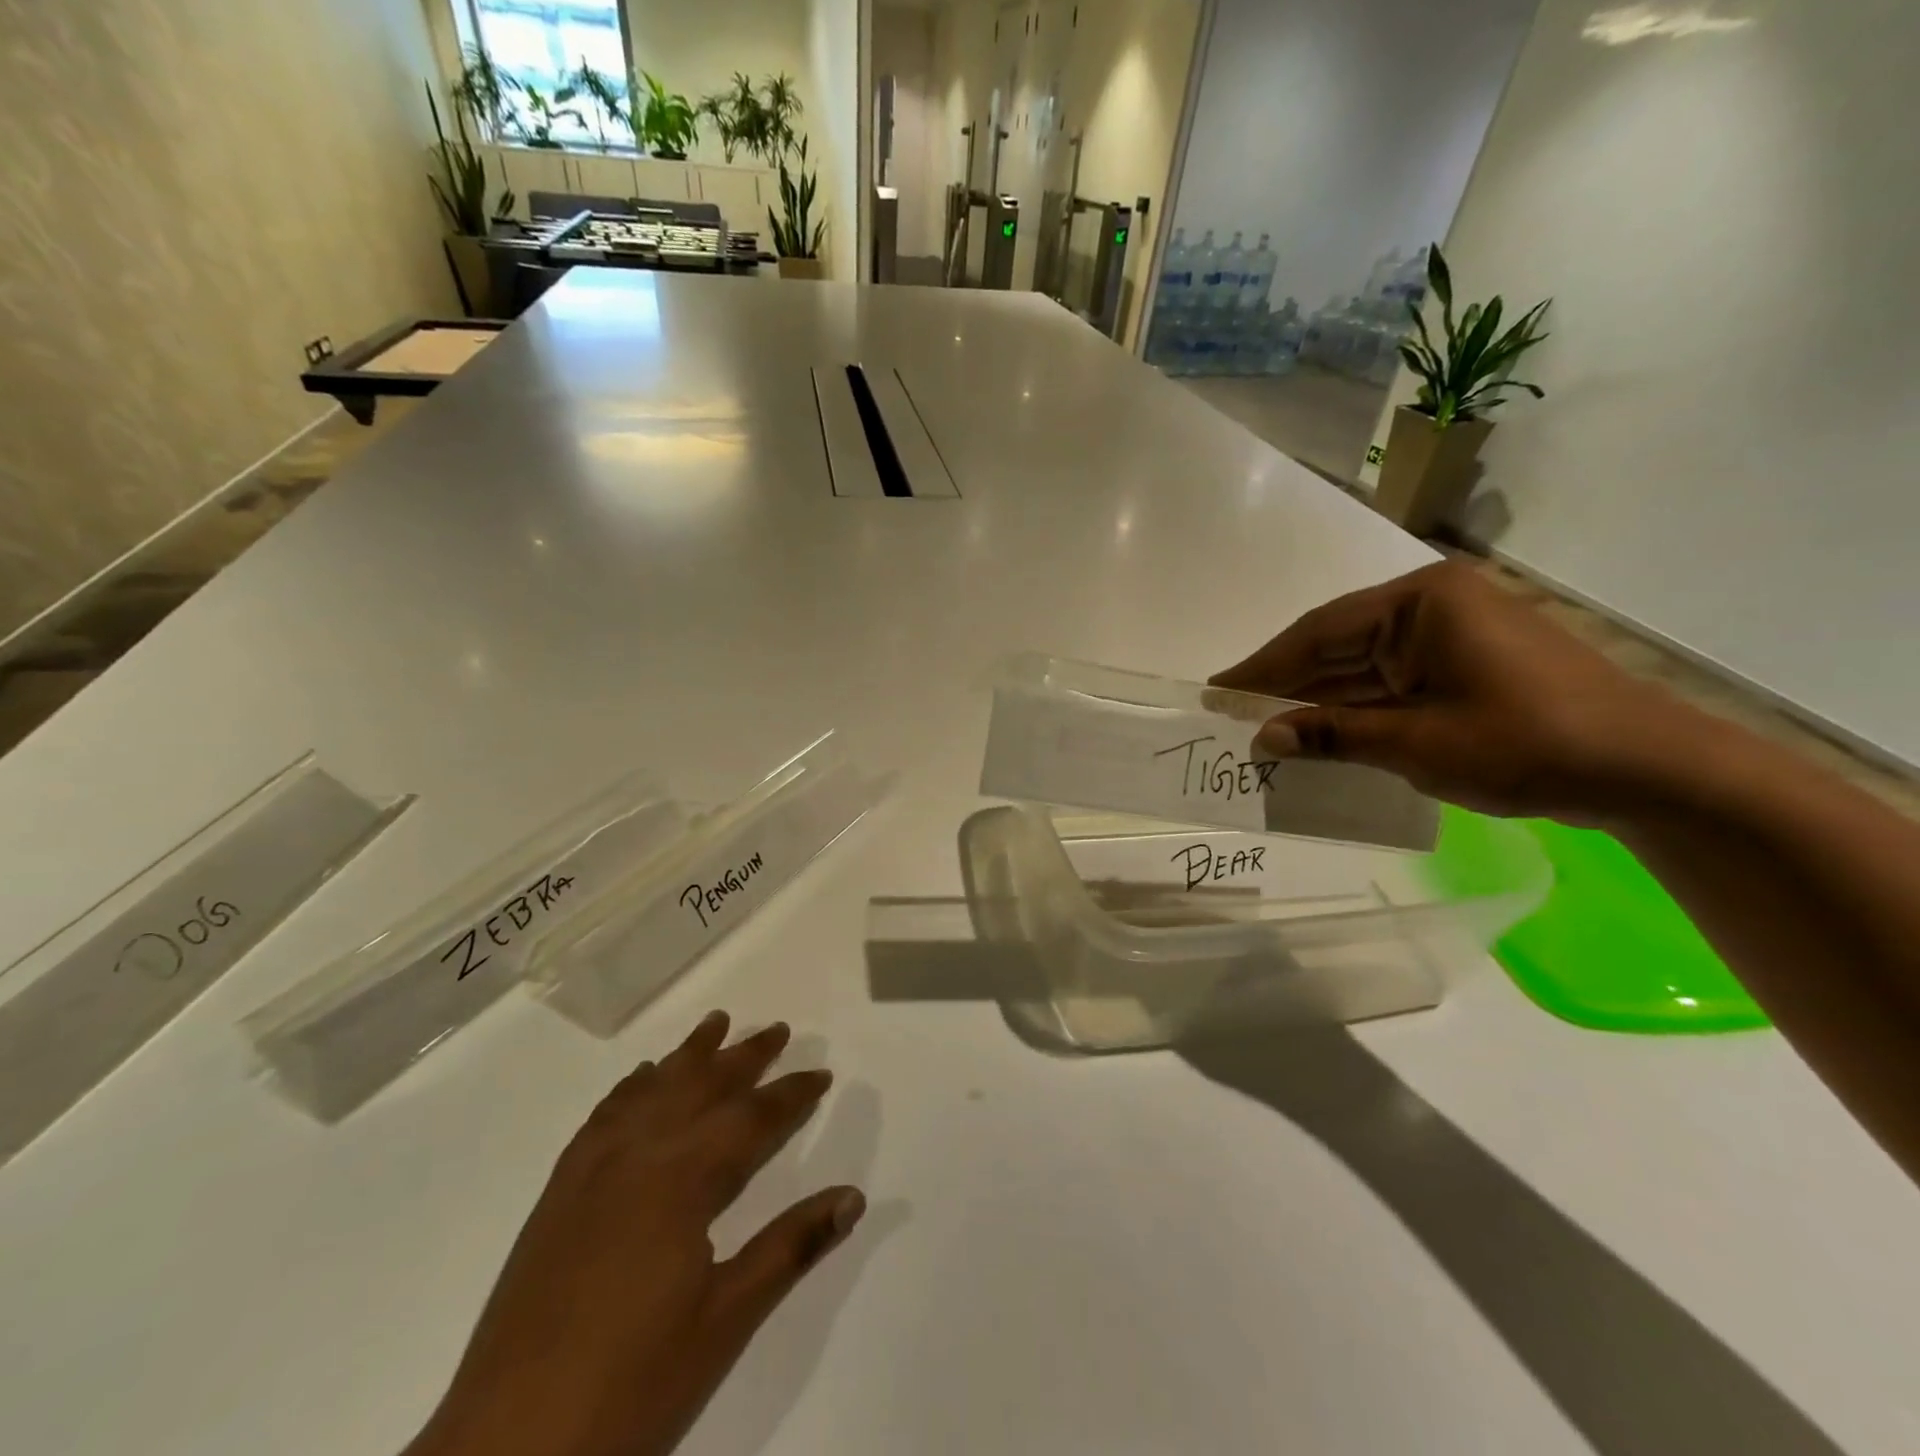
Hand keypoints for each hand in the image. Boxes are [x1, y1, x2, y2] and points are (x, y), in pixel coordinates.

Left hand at [405, 1012, 864, 1455]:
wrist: (505, 1448)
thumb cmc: (632, 1384)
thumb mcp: (726, 1320)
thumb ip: (790, 1247)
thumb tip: (853, 1196)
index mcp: (681, 1181)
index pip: (750, 1119)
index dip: (791, 1094)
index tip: (822, 1074)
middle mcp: (637, 1156)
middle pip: (701, 1087)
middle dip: (744, 1056)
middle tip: (777, 1029)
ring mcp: (591, 1171)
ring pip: (651, 1090)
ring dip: (688, 1055)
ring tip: (715, 1023)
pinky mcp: (558, 1193)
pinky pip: (603, 1116)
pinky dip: (631, 1087)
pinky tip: (642, 1077)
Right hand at [1209, 561, 1709, 822]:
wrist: (1650, 770)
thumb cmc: (1528, 744)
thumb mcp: (1417, 743)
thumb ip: (1333, 734)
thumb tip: (1262, 738)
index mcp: (1421, 602)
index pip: (1319, 632)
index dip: (1262, 666)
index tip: (1217, 690)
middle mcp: (1433, 605)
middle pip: (1337, 645)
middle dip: (1286, 683)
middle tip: (1232, 712)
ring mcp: (1453, 634)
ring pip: (1363, 666)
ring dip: (1318, 699)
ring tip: (1265, 727)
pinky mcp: (1466, 664)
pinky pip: (1392, 682)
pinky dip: (1356, 708)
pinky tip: (1321, 732)